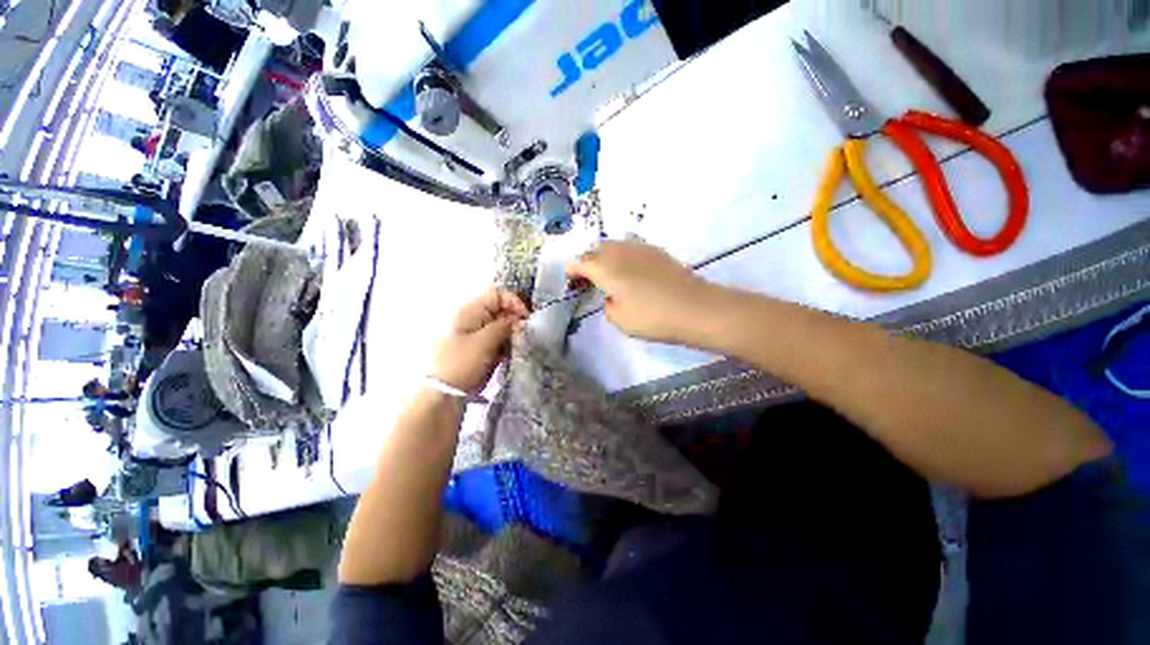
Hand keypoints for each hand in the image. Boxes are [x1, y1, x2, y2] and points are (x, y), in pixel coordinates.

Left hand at [432, 287, 528, 392]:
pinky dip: (505, 344)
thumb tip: (520, 319)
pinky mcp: (479, 346)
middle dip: (514, 320)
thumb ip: (505, 326)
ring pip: (501, 325)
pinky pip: (497, 338)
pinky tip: (506, 355)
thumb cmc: (462, 363)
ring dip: (511, 334)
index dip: (514, 302)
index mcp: (469, 310)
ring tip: (514, 347)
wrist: (445, 393)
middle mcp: (472, 317)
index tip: (526, 319)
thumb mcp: (485, 342)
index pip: (497, 294)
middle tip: (522, 335)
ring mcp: (475, 332)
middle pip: (500, 309)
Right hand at [566, 241, 716, 343]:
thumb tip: (612, 295)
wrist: (694, 307)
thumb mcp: (619, 319)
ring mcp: (639, 248)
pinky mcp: (656, 251)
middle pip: (595, 250)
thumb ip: (607, 304)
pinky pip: (630, 247)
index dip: (572, 271)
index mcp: (604, 268)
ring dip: (604, 256)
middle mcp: (618, 252)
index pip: (579, 263)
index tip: (571, 281)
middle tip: (589, 279)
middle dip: (587, 261)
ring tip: (608, 273)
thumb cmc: (652, 317)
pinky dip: (622, 256)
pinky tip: (630, 270)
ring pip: (613, 245)